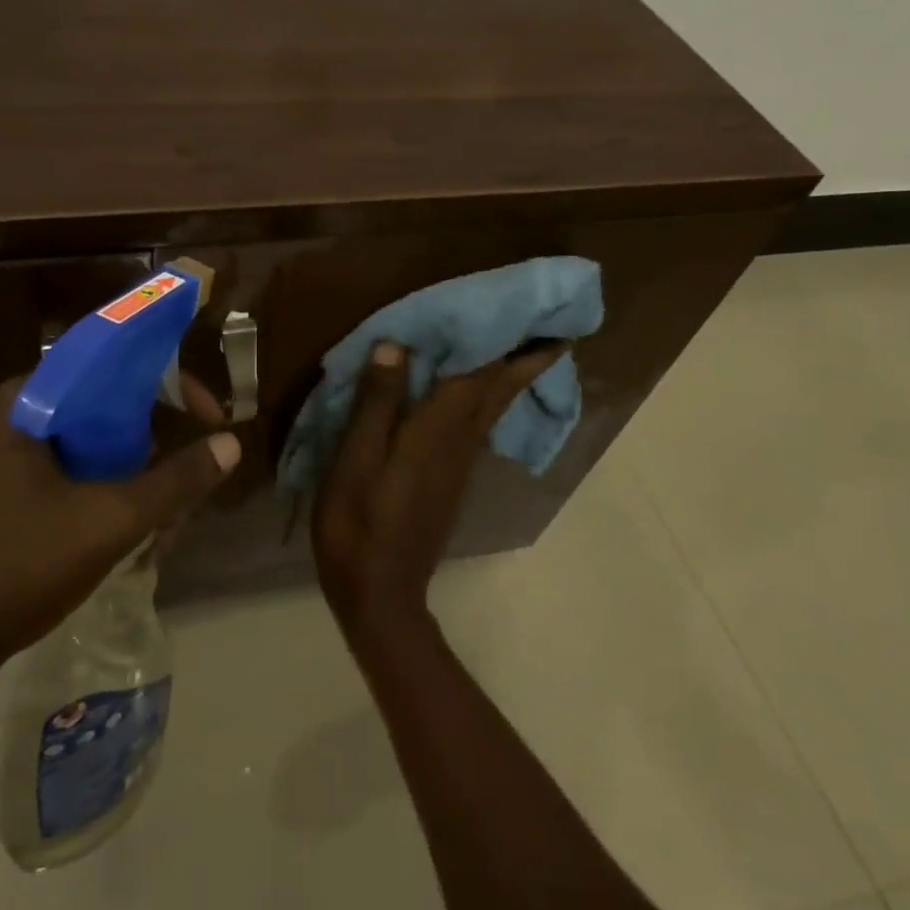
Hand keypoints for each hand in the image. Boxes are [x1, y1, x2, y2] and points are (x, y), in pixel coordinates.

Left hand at [0, 378, 240, 700]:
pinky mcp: (3, 500)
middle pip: (107, 409)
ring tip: (167, 528)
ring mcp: (5, 462)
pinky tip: (136, 542)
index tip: (207, 415)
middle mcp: (14, 419)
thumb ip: (174, 481)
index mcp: (28, 402)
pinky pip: (71, 481)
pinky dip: (107, 500)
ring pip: (92, 450)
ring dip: (136, 481)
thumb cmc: (15, 565)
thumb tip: (230, 446)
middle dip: (156, 448)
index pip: (112, 362)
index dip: (169, 382)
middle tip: (190, 484)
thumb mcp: (108, 521)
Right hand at [312, 340, 569, 630]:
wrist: (380, 593)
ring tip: (522, 351)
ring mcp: (459, 465)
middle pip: (499, 392)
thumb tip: (397, 345)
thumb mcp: (356, 460)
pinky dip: (487, 402)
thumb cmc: (358, 524)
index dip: (510, 344)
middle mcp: (458, 442)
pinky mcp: (451, 482)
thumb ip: (377, 403)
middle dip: (528, 361)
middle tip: (554, 330)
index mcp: (436, 431)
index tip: (542, 317)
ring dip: (511, 378)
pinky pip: (478, 427)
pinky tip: (479, 397)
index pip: (481, 375)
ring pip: (493, 410)